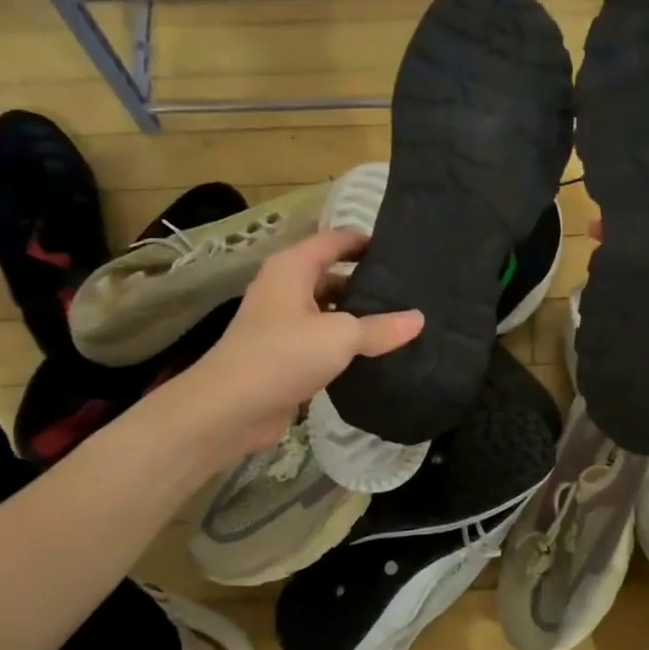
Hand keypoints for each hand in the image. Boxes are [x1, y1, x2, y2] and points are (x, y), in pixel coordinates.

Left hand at [186, 229, 422, 451]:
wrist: (230, 408)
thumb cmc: (283, 355)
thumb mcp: (340, 336)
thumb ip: (381, 327)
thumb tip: (419, 319)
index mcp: (293, 268)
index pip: (334, 241)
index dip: (365, 242)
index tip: (401, 252)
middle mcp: (285, 288)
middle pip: (332, 275)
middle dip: (366, 283)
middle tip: (409, 292)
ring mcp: (281, 322)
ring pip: (327, 310)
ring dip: (357, 317)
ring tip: (399, 322)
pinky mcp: (283, 354)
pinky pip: (320, 340)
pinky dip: (343, 344)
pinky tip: (373, 354)